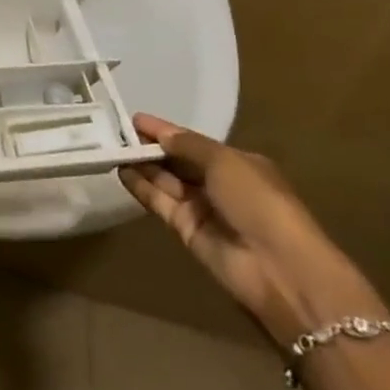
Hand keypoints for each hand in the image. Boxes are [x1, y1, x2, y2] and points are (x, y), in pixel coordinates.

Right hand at [119, 114, 384, 343]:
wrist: (279, 270)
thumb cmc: (259, 202)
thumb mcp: (225, 161)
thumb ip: (188, 145)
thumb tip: (161, 135)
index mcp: (237, 164)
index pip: (193, 142)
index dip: (165, 130)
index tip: (133, 118)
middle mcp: (219, 184)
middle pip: (178, 161)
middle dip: (150, 146)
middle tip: (114, 131)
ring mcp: (203, 209)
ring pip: (166, 180)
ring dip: (141, 164)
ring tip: (110, 146)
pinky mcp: (187, 231)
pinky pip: (160, 202)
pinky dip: (141, 187)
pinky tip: (120, 171)